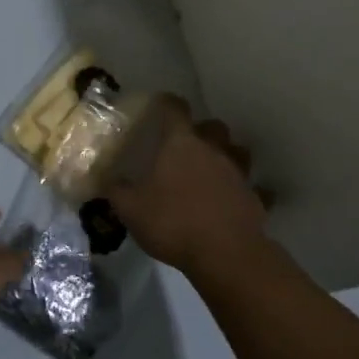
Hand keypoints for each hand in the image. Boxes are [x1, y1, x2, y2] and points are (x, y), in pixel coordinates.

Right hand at [106, 98, 267, 275]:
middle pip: (213, 126)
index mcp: (181, 143)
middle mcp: (213, 150)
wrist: (226, 255)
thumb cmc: (173, 222)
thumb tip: (103, 178)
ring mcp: (238, 174)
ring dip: (226, 155)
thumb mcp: (131, 209)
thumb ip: (116, 190)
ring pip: (237, 152)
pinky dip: (245, 192)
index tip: (159, 104)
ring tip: (212, 169)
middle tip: (186, 144)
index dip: (166, 103)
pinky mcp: (255, 199)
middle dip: (202, 130)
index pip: (175, 109)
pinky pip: (253, 189)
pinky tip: (236, 201)